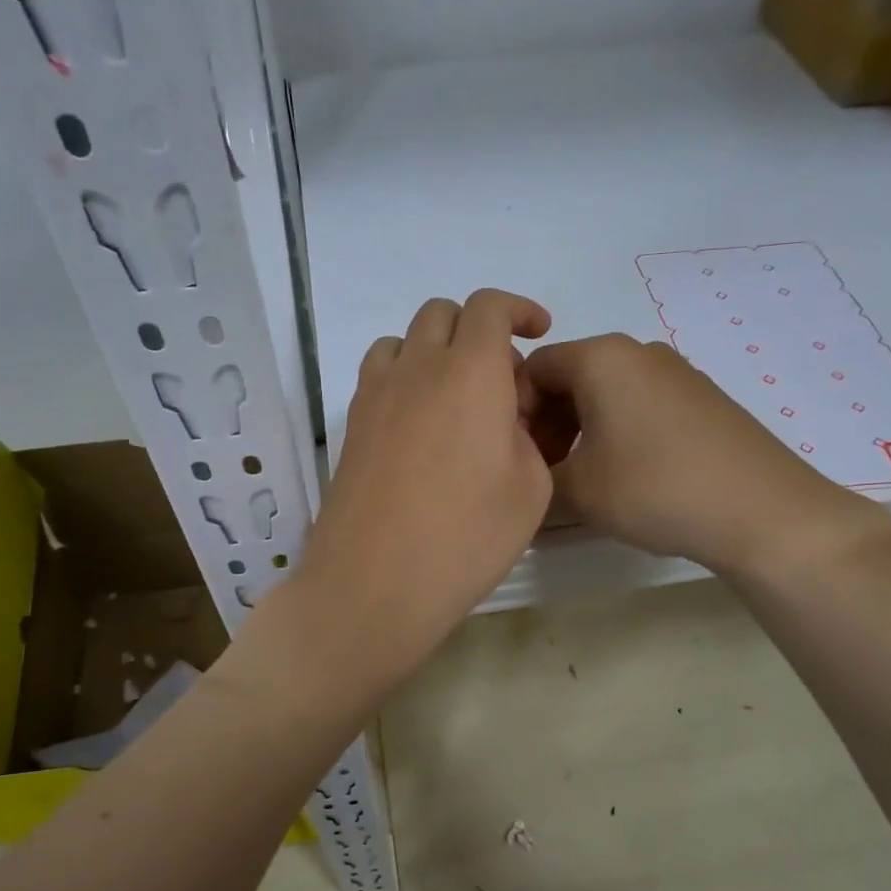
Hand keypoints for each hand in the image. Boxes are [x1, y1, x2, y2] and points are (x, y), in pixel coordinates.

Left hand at [284, 290, 554, 683]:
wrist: (374, 582)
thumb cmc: (465, 538)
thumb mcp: (530, 488)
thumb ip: (524, 436)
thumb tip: (501, 421)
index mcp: (470, 372)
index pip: (489, 307)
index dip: (518, 309)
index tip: (538, 331)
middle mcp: (417, 368)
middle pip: (442, 314)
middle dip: (477, 330)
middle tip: (500, 379)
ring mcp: (375, 395)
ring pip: (403, 342)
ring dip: (434, 351)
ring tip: (455, 398)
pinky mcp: (351, 426)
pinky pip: (378, 376)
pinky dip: (403, 378)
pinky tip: (418, 426)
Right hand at [523, 334, 890, 576]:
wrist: (763, 511)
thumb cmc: (656, 488)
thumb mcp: (577, 491)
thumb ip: (535, 479)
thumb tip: (523, 481)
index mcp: (601, 357)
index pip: (532, 369)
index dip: (513, 412)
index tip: (515, 457)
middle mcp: (637, 352)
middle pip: (569, 378)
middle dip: (548, 424)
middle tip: (544, 473)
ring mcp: (676, 373)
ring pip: (606, 394)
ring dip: (581, 432)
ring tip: (582, 481)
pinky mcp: (702, 399)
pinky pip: (640, 406)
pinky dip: (618, 433)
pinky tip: (626, 477)